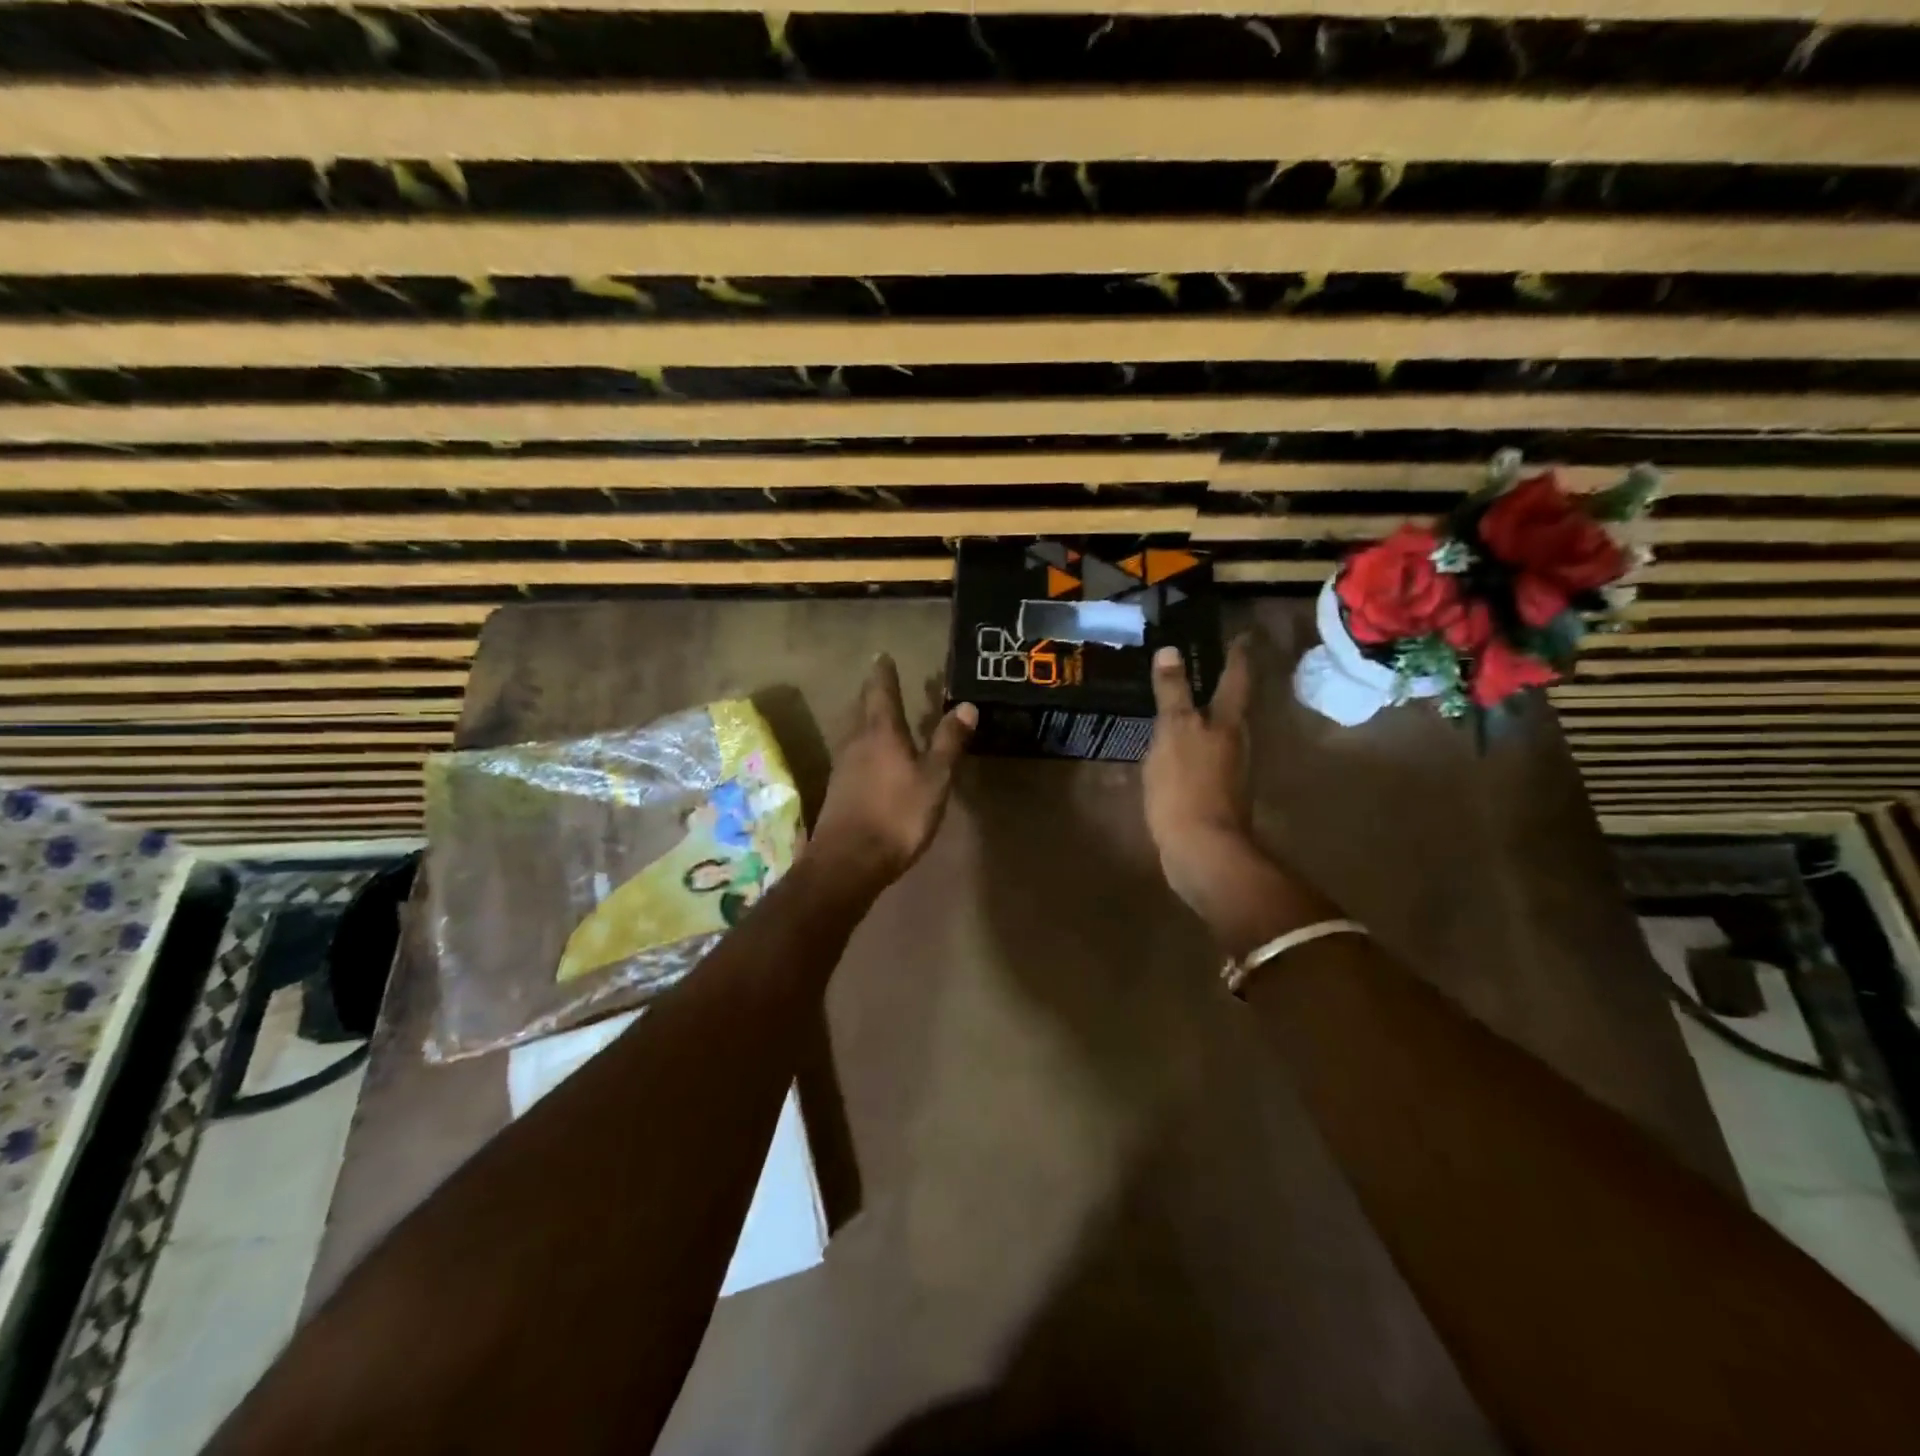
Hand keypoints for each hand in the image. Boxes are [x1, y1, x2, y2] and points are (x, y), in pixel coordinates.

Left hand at [811, 655, 975, 888]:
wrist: (848, 861)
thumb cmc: (897, 815)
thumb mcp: (935, 779)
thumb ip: (949, 742)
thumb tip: (966, 705)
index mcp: (881, 732)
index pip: (881, 691)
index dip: (884, 673)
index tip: (883, 655)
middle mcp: (856, 741)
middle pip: (863, 708)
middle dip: (873, 693)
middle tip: (882, 681)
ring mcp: (842, 767)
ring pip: (854, 731)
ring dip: (866, 719)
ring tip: (879, 715)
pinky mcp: (838, 790)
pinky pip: (852, 755)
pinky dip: (864, 746)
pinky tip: (871, 758)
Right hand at [1143, 636, 1255, 906]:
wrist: (1202, 850)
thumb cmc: (1188, 785)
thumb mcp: (1174, 732)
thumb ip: (1172, 693)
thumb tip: (1171, 651)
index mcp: (1229, 722)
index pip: (1236, 677)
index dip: (1237, 653)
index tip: (1240, 633)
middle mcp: (1236, 742)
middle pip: (1232, 705)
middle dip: (1220, 683)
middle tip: (1202, 663)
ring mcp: (1227, 770)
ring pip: (1217, 732)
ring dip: (1203, 715)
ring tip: (1180, 702)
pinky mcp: (1213, 794)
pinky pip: (1201, 758)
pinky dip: (1189, 745)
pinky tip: (1170, 748)